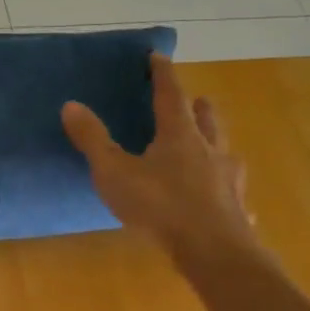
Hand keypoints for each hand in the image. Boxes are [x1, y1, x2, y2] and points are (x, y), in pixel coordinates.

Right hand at [62, 53, 257, 265]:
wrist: (215, 254)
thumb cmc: (160, 206)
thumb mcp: (114, 171)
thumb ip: (92, 139)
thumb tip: (71, 104)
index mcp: (180, 135)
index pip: (171, 95)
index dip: (163, 75)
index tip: (158, 56)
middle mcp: (210, 151)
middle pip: (207, 119)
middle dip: (198, 107)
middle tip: (193, 100)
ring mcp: (229, 181)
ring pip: (225, 152)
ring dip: (216, 144)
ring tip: (210, 147)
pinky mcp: (238, 210)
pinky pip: (234, 193)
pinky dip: (226, 189)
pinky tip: (225, 202)